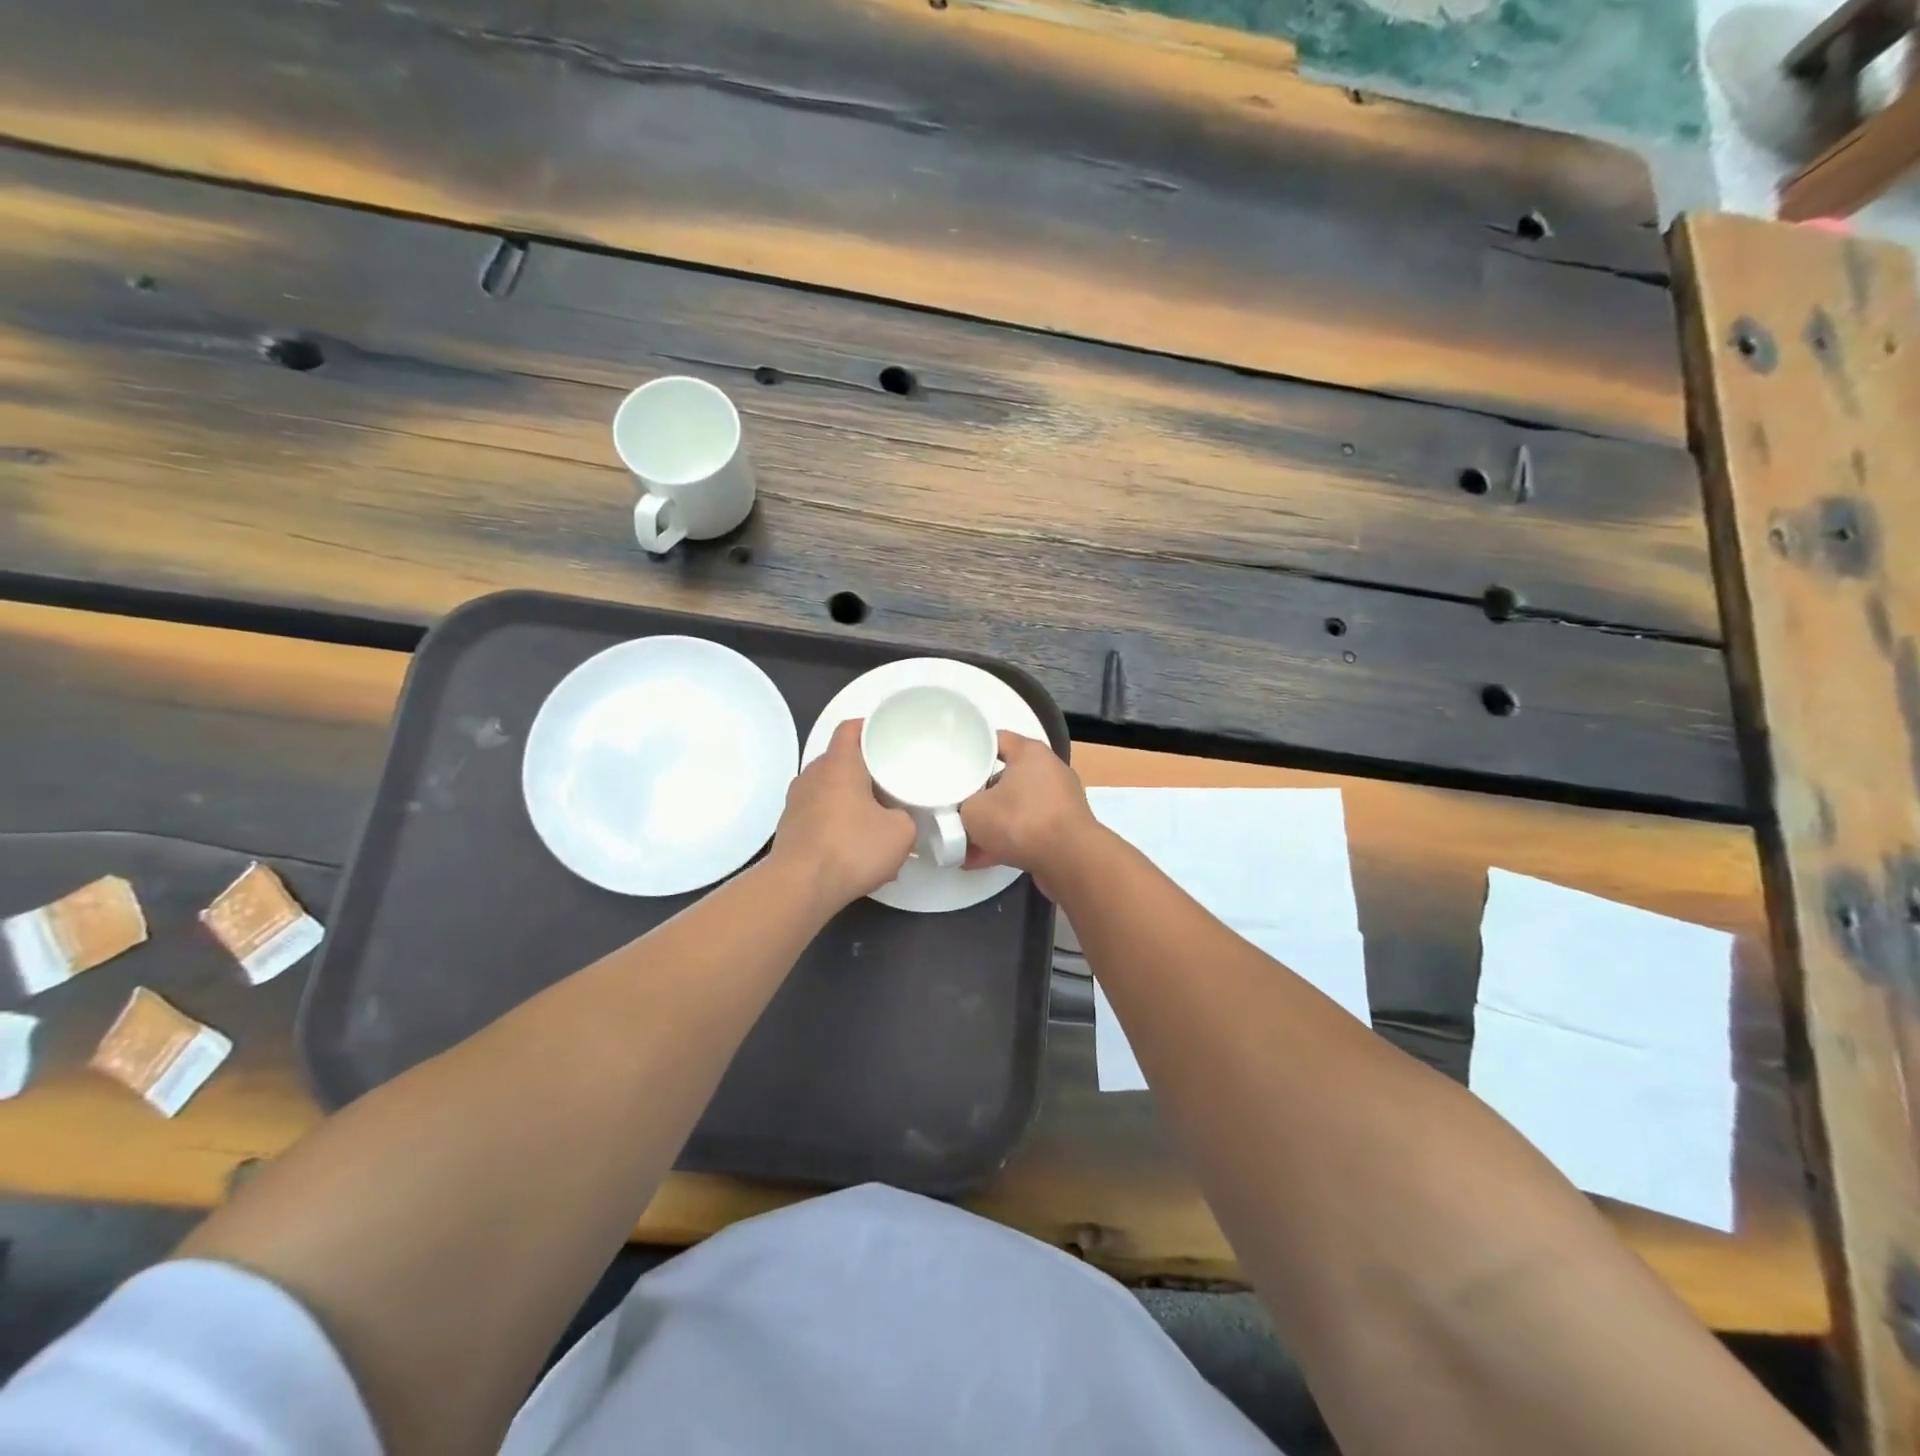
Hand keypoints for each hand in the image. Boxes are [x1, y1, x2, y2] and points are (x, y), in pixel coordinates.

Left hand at [770, 719, 915, 911]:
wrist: (800, 887)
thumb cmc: (852, 848)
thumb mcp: (901, 833)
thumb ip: (907, 817)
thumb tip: (901, 818)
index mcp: (838, 764)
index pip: (850, 728)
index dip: (870, 727)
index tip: (889, 738)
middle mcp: (812, 775)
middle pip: (840, 759)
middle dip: (865, 769)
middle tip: (891, 781)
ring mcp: (796, 802)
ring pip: (829, 789)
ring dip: (851, 799)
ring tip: (875, 819)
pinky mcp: (789, 828)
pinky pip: (819, 815)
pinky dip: (837, 822)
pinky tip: (855, 848)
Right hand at [959, 732, 1096, 895]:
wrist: (1071, 861)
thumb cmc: (1021, 821)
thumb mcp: (974, 811)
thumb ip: (962, 806)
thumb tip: (964, 812)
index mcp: (1030, 752)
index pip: (995, 739)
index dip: (971, 749)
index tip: (951, 764)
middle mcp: (1049, 770)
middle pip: (1004, 776)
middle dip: (979, 794)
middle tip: (955, 806)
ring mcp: (1060, 801)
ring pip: (1015, 807)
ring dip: (992, 824)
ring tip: (962, 843)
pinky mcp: (1064, 829)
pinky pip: (1027, 830)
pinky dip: (1006, 841)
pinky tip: (979, 860)